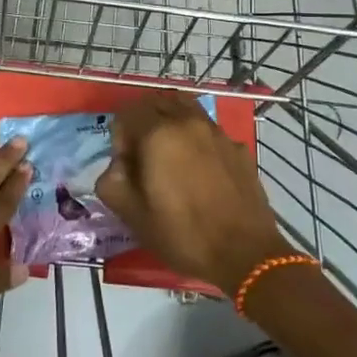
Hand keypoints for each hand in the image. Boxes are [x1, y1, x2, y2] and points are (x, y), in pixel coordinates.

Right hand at [95, 94, 291, 294]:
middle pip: (157, 102)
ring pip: (186, 108)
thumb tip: (119, 166)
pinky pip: (209, 129)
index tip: (126, 164)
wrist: (244, 253)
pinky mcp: (238, 147)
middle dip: (143, 122)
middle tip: (143, 156)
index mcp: (158, 134)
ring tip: (170, 154)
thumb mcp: (131, 215)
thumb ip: (111, 181)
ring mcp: (217, 132)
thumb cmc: (182, 234)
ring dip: (171, 122)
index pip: (127, 112)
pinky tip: (200, 170)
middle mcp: (188, 122)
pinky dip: (196, 137)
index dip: (119, 135)